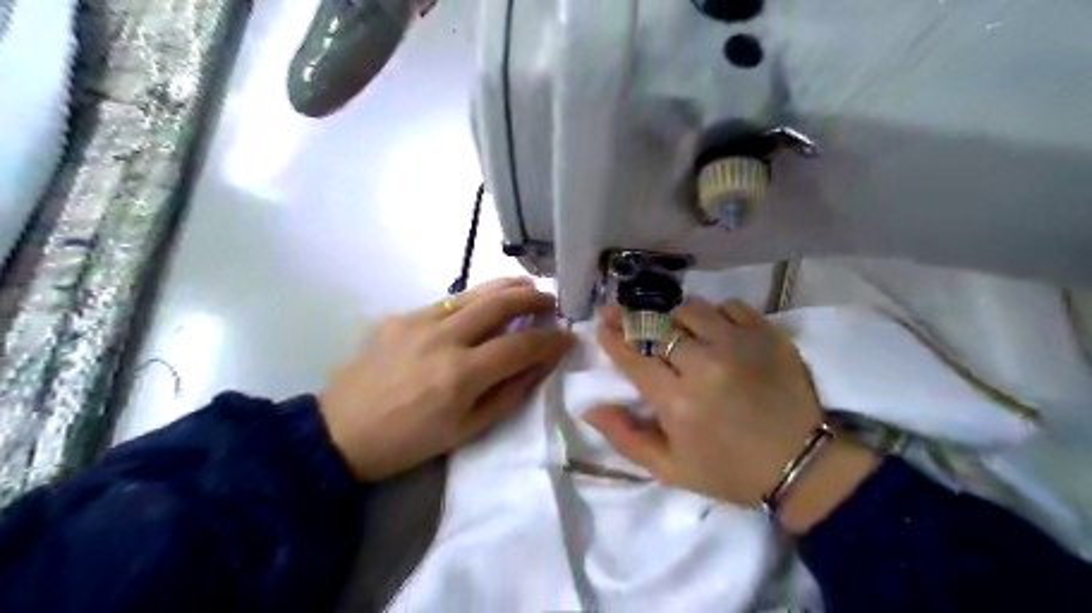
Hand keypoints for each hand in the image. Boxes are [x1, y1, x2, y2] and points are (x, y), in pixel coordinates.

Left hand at [317, 277, 572, 483]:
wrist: (340, 432)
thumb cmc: (409, 442)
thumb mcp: (467, 431)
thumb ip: (509, 394)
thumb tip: (540, 364)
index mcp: (460, 375)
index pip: (521, 345)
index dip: (551, 340)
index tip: (567, 337)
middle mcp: (442, 338)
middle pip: (501, 303)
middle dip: (535, 299)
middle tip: (553, 302)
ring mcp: (418, 320)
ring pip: (475, 292)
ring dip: (508, 287)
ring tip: (529, 288)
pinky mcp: (400, 316)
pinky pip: (448, 302)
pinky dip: (475, 300)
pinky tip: (482, 306)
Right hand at [579, 297, 876, 531]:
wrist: (801, 465)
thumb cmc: (729, 471)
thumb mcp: (670, 469)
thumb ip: (625, 437)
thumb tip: (589, 408)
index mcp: (677, 402)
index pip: (633, 358)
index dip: (613, 338)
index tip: (602, 324)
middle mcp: (704, 365)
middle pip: (657, 327)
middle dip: (633, 319)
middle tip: (620, 313)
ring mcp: (739, 345)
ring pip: (691, 310)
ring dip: (675, 317)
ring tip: (674, 327)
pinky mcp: (767, 335)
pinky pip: (730, 306)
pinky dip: (717, 313)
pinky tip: (715, 329)